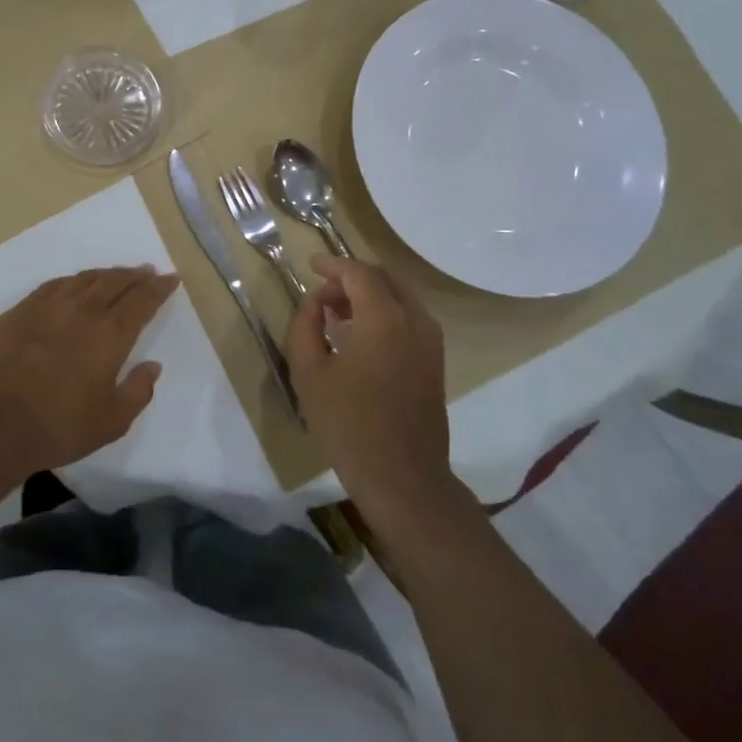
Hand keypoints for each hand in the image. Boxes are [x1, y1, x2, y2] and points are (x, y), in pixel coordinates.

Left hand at [0, 266, 179, 477]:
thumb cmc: (59, 427)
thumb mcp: (112, 421)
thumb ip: (138, 390)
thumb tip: (152, 366)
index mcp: (111, 333)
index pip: (142, 300)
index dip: (159, 287)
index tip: (171, 278)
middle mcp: (82, 309)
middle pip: (115, 281)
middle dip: (135, 275)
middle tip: (147, 271)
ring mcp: (46, 306)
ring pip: (84, 279)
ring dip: (105, 274)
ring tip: (116, 275)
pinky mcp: (19, 312)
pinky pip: (53, 286)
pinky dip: (73, 282)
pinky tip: (73, 286)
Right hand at [287, 255, 455, 516]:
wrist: (402, 477)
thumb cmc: (348, 424)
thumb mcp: (309, 373)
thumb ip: (305, 326)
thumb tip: (315, 302)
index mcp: (384, 318)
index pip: (359, 273)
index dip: (332, 265)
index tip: (310, 265)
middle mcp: (415, 320)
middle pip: (385, 279)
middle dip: (352, 278)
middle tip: (322, 292)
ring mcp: (431, 342)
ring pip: (400, 299)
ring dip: (370, 296)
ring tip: (337, 314)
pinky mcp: (435, 363)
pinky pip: (410, 320)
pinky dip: (385, 314)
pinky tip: (361, 337)